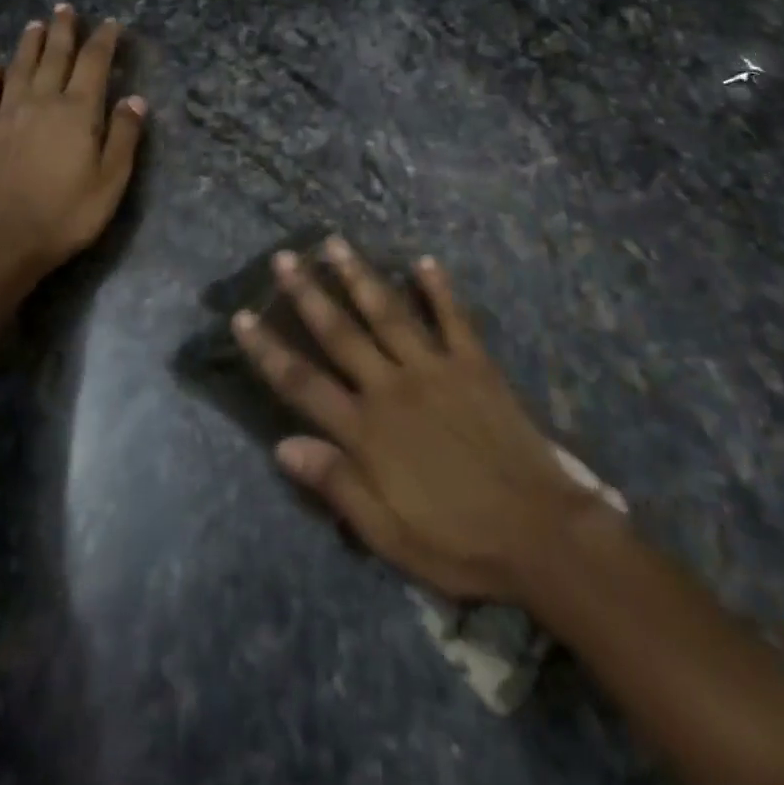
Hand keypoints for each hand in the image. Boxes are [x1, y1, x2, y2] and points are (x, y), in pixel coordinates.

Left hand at [0, 5, 145, 277]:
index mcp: (78, 111)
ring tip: (35, 24)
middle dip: (63, 30)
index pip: (94, 64)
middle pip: (55, 56)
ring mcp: (7, 113)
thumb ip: (124, 136)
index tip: (111, 24)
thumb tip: (135, 99)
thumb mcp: (111, 180)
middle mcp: (42, 101)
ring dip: (29, 44)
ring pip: (20, 67)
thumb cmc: (68, 213)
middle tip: (65, 7)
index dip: (104, 41)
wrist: (5, 240)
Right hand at [233, 238, 618, 604]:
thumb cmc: (458, 541)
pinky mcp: (475, 365)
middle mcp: (393, 387)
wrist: (540, 534)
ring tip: (336, 243)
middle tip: (284, 257)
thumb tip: (282, 445)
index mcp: (366, 430)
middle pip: (341, 333)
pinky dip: (439, 288)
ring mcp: (435, 369)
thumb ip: (336, 485)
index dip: (268, 350)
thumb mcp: (387, 534)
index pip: (302, 382)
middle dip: (308, 294)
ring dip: (359, 276)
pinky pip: (454, 318)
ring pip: (388, 313)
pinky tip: (424, 261)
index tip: (243, 317)